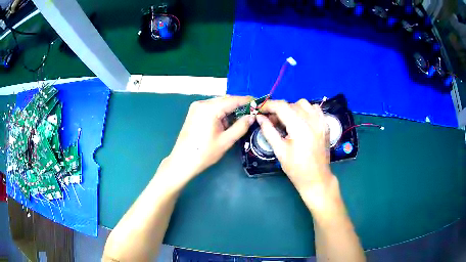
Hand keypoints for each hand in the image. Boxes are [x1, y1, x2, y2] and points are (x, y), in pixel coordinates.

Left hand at [164, 96, 253, 184]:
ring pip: (218, 104)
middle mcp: (202, 103)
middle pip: (225, 100)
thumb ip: (241, 126)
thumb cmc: (205, 153)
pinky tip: (225, 123)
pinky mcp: (194, 112)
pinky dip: (220, 113)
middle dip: (238, 106)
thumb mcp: (226, 141)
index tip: (259, 103)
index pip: (233, 100)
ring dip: (229, 110)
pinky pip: (211, 108)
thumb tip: (252, 116)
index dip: (247, 101)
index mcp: (210, 108)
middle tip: (251, 114)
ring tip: (239, 121)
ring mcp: (196, 107)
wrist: (183, 161)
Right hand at [256, 99, 332, 193]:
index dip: (269, 105)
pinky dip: (306, 111)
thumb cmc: (296, 168)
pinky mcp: (326, 125)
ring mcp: (321, 121)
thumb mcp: (279, 151)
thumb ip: (268, 131)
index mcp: (300, 127)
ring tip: (287, 121)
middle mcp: (312, 120)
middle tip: (272, 121)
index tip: (260, 110)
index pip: (282, 106)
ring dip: (292, 108)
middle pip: (292, 104)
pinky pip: (315, 109)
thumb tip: (259, 117)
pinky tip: (301, 121)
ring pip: (304, 104)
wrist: (317, 179)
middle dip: (279, 109)